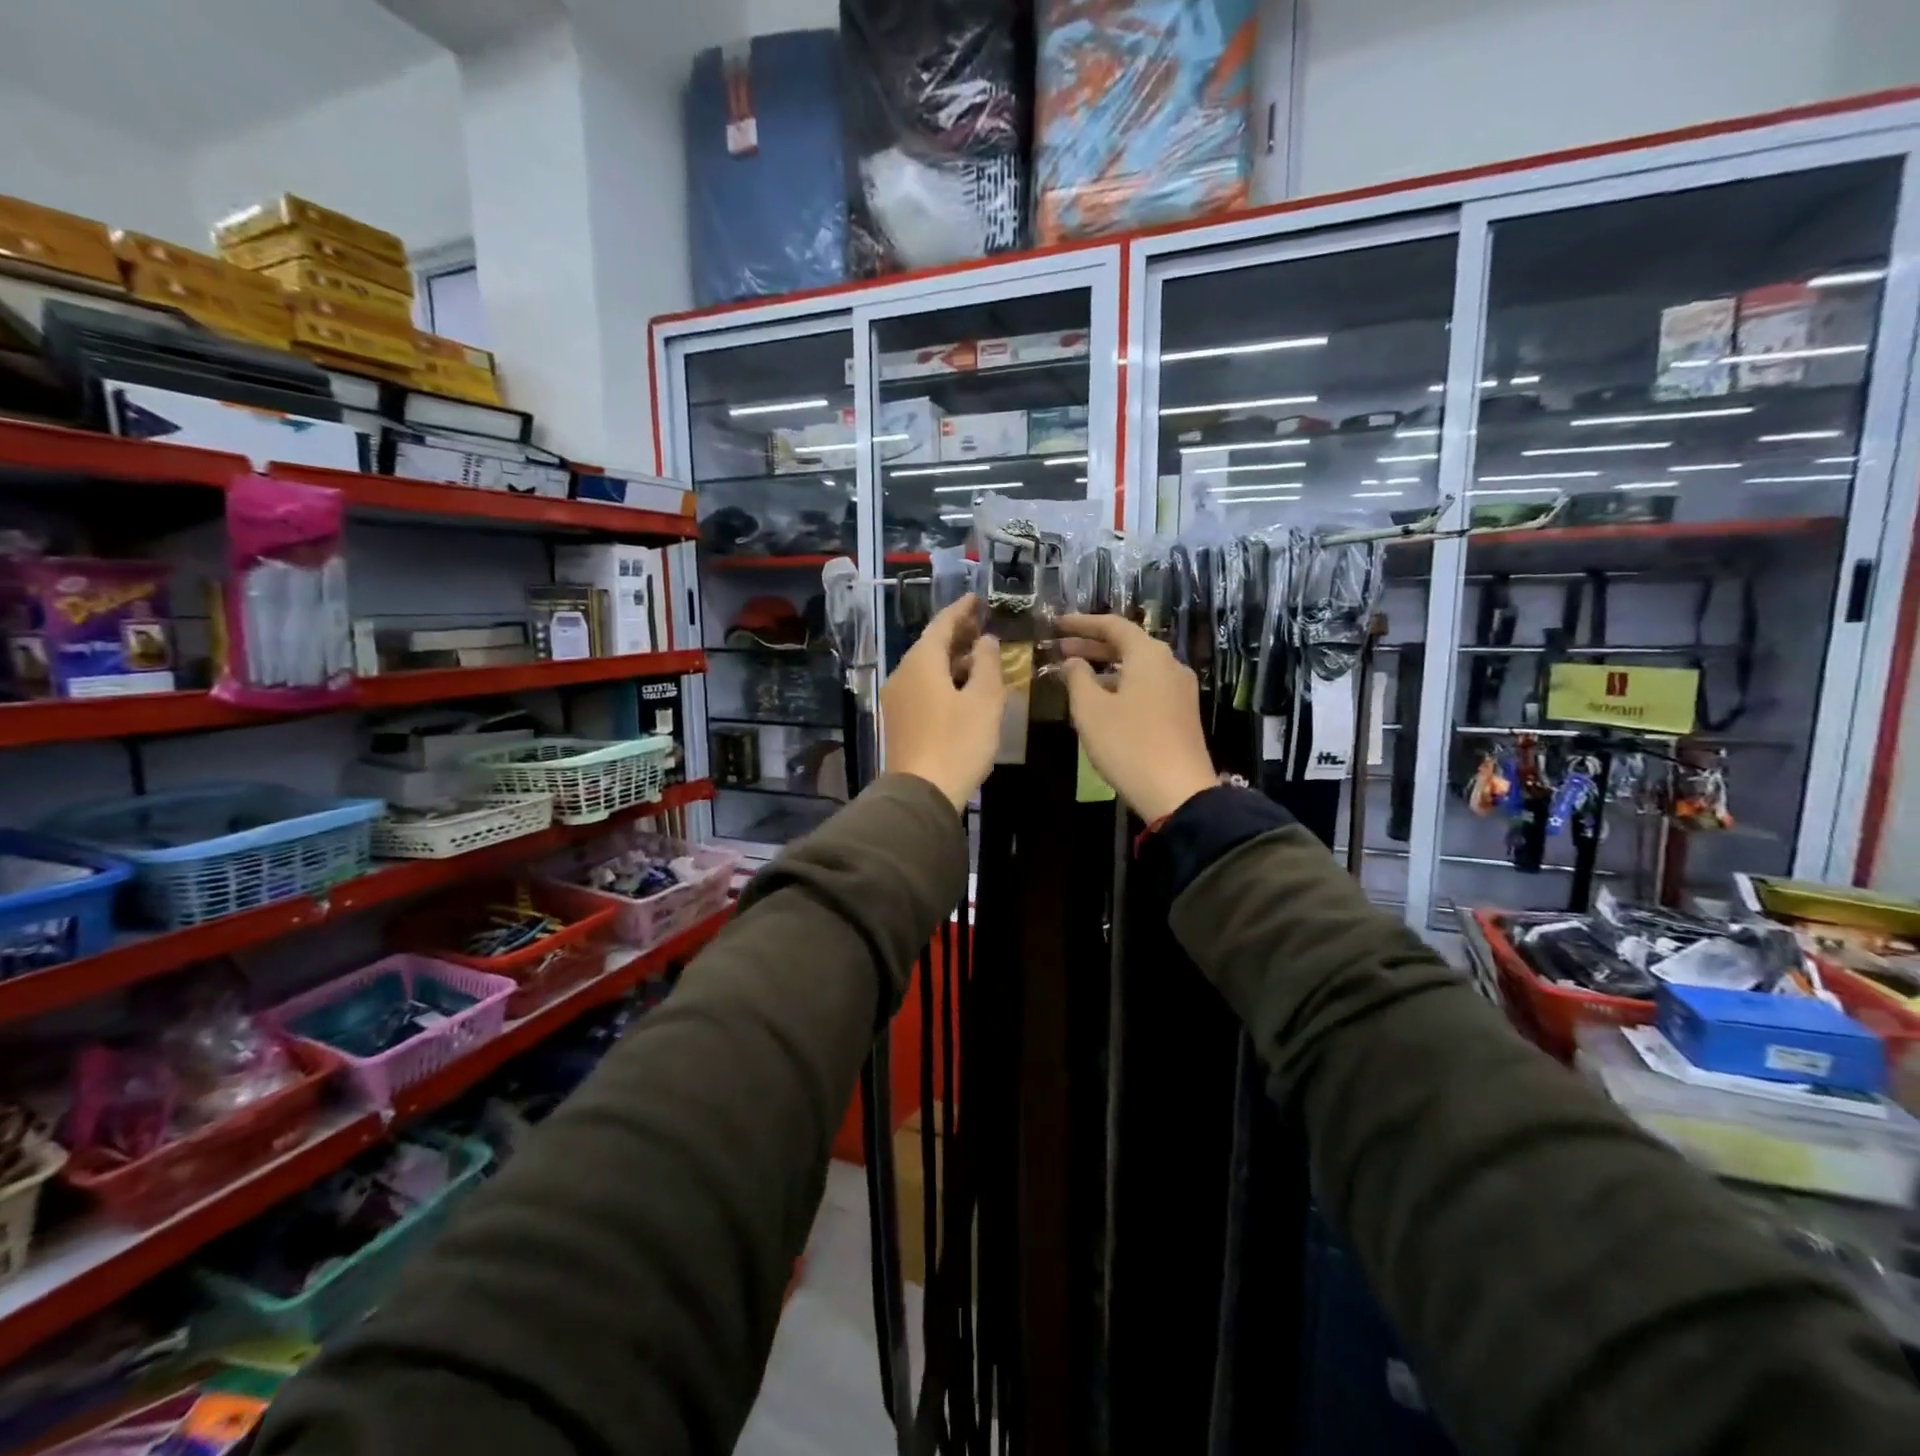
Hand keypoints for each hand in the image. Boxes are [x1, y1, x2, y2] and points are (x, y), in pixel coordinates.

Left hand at [880, 595, 1004, 811]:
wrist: (921, 793)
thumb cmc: (957, 742)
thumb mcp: (984, 700)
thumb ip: (988, 664)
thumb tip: (985, 641)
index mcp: (921, 662)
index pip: (941, 624)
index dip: (961, 610)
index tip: (977, 599)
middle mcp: (903, 674)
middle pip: (930, 645)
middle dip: (957, 634)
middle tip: (982, 626)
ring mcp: (897, 699)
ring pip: (926, 668)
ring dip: (952, 660)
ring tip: (979, 658)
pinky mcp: (899, 721)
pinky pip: (922, 688)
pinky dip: (943, 680)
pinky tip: (962, 689)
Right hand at [1056, 613, 1217, 821]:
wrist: (1177, 792)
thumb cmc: (1128, 744)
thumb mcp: (1091, 710)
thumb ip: (1078, 678)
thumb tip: (1073, 661)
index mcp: (1149, 655)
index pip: (1113, 625)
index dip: (1082, 624)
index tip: (1057, 625)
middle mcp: (1169, 664)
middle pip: (1128, 645)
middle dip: (1092, 645)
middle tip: (1060, 649)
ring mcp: (1180, 690)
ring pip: (1138, 667)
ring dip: (1106, 668)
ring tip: (1076, 676)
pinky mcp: (1182, 713)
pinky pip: (1147, 686)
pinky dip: (1122, 684)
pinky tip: (1102, 701)